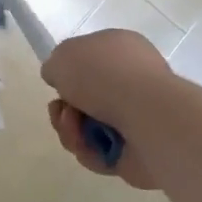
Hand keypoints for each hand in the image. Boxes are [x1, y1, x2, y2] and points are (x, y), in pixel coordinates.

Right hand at [41, 28, 173, 188]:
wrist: (146, 116)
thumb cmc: (104, 75)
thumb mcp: (63, 56)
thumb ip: (55, 66)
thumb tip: (60, 80)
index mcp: (121, 49)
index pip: (89, 59)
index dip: (68, 73)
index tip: (58, 82)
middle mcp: (131, 80)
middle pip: (83, 98)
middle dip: (64, 109)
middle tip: (62, 111)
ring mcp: (136, 116)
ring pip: (87, 127)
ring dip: (71, 130)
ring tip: (76, 129)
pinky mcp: (137, 149)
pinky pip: (100, 152)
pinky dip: (89, 151)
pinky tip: (91, 146)